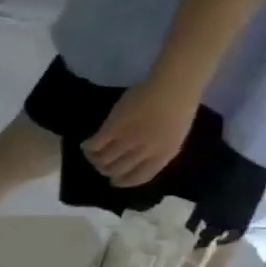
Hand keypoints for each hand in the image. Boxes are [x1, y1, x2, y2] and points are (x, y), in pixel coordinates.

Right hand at [81, 77, 198, 187]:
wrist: (174, 85)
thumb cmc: (179, 107)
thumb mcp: (174, 136)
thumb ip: (156, 150)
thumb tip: (133, 161)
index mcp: (164, 154)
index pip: (138, 178)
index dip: (123, 181)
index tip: (114, 180)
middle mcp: (145, 151)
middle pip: (116, 170)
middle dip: (106, 170)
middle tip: (100, 164)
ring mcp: (128, 140)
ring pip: (103, 160)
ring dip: (94, 159)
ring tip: (92, 153)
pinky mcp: (113, 129)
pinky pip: (94, 146)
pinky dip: (87, 147)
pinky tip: (86, 143)